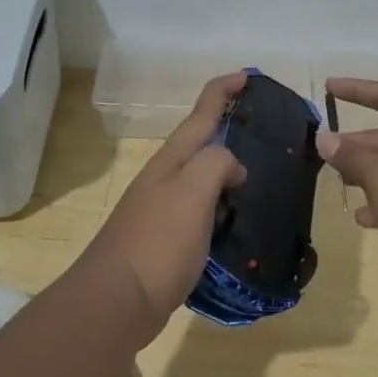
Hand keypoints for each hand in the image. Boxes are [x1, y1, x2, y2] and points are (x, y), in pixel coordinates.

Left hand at [78, 71, 247, 341]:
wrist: (116, 301)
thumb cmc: (158, 242)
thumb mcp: (193, 193)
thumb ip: (217, 164)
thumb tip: (233, 168)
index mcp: (171, 161)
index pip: (201, 114)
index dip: (223, 90)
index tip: (247, 75)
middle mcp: (164, 179)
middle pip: (199, 144)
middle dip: (226, 130)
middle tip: (261, 130)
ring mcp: (161, 209)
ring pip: (200, 178)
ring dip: (225, 170)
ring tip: (257, 176)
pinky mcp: (165, 240)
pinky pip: (200, 210)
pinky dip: (221, 206)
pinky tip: (236, 221)